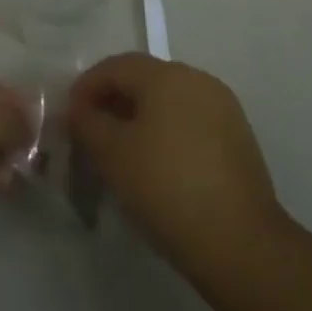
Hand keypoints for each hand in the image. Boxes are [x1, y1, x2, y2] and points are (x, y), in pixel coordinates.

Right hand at [66, 53, 284, 274]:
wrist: (242, 244)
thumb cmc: (167, 188)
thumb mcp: (113, 155)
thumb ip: (87, 123)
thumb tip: (76, 109)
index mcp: (166, 74)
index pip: (116, 66)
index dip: (87, 87)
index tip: (69, 117)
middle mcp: (196, 78)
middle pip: (144, 80)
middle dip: (114, 103)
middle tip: (93, 136)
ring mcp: (222, 107)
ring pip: (169, 102)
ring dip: (141, 119)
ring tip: (123, 154)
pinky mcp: (238, 138)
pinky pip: (190, 123)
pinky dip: (168, 135)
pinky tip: (159, 167)